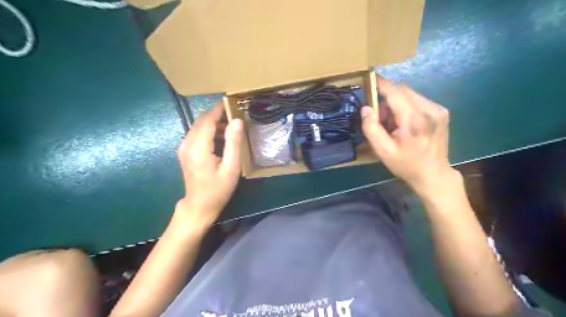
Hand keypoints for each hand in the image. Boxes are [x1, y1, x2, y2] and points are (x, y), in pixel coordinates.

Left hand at [174, 104, 241, 230]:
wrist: (199, 206)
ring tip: (231, 127)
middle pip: (201, 120)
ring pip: (198, 126)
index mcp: (198, 148)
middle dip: (217, 114)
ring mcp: (183, 148)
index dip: (219, 109)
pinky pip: (196, 134)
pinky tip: (221, 138)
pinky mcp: (185, 151)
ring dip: (213, 123)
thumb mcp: (231, 168)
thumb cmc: (218, 189)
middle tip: (235, 114)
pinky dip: (209, 131)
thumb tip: (237, 121)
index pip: (207, 120)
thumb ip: (233, 143)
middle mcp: (187, 144)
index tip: (232, 103)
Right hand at [362, 78, 458, 194]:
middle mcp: (429, 109)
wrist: (433, 174)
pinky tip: (405, 123)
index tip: (370, 79)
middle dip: (388, 97)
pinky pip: (419, 100)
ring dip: (397, 102)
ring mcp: (438, 110)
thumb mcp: (383, 151)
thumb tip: (366, 108)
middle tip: (380, 116)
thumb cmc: (405, 164)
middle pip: (403, 90)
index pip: (395, 92)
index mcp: (413, 120)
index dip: (381, 84)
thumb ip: (371, 128)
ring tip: (393, 123)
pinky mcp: (442, 112)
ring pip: (410, 94)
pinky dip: (407, 106)